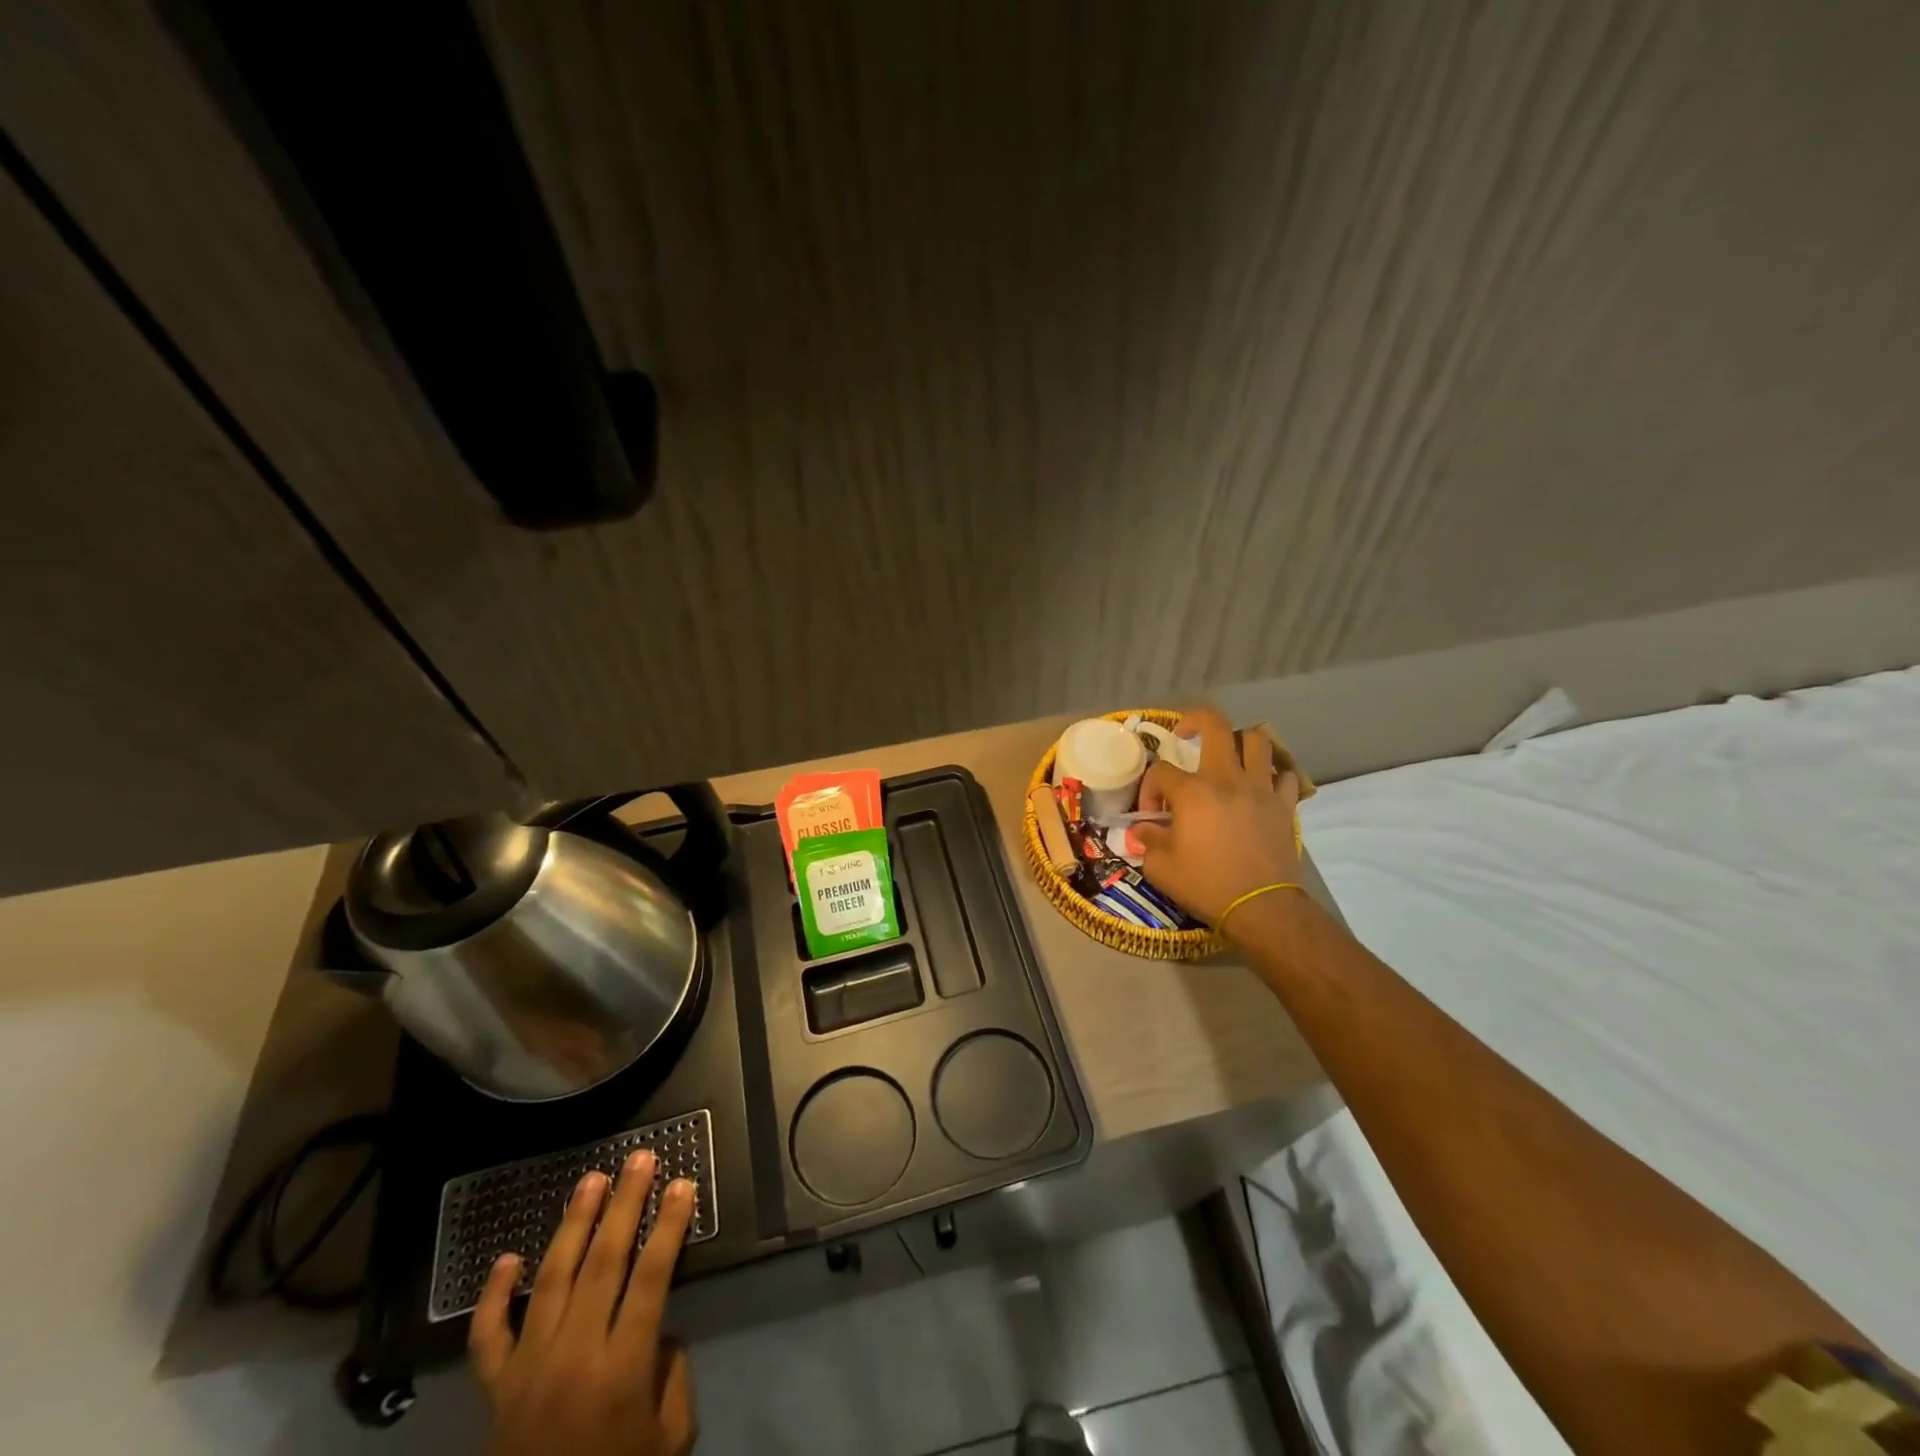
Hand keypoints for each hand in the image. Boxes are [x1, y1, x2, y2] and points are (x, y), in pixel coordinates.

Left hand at [471, 1152, 698, 1455]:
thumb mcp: (669, 1438)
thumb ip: (673, 1376)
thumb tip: (661, 1332)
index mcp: (621, 1370)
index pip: (651, 1278)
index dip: (669, 1227)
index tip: (682, 1183)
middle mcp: (573, 1357)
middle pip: (603, 1263)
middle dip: (625, 1205)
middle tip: (639, 1159)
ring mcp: (527, 1369)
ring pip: (551, 1280)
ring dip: (573, 1224)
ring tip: (590, 1180)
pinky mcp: (495, 1389)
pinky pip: (489, 1336)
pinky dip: (494, 1296)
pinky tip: (507, 1257)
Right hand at [1131, 707, 1300, 929]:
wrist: (1260, 907)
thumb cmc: (1206, 885)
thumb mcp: (1160, 868)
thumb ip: (1147, 841)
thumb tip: (1144, 830)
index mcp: (1192, 792)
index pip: (1161, 770)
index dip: (1150, 789)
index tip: (1153, 816)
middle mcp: (1227, 779)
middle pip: (1215, 725)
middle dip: (1195, 721)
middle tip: (1186, 735)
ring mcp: (1260, 789)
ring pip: (1257, 740)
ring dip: (1239, 742)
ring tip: (1229, 757)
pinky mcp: (1285, 805)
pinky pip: (1285, 775)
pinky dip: (1273, 775)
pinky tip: (1262, 787)